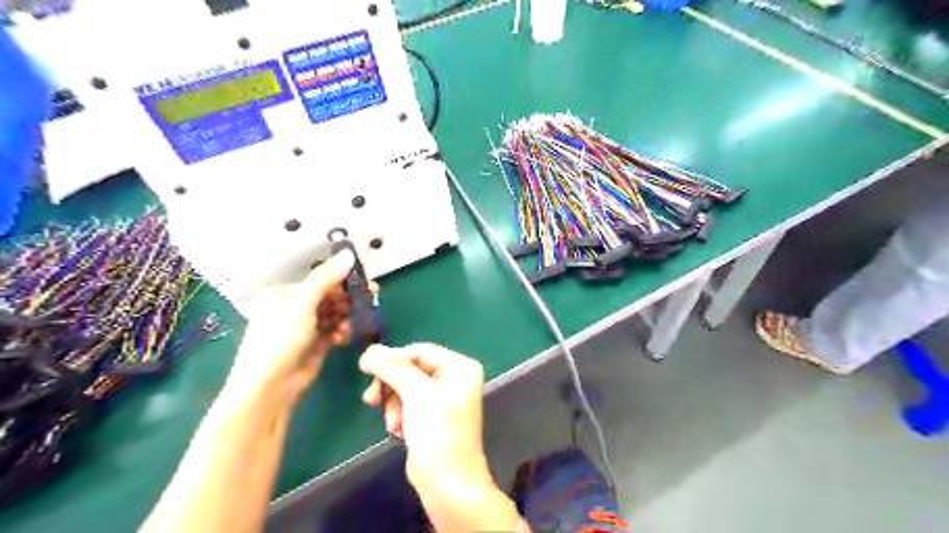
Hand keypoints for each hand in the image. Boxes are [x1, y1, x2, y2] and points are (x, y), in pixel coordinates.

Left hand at [225, 252, 354, 405]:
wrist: (270, 390)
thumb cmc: (279, 342)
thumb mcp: (301, 306)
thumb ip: (325, 280)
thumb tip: (348, 253)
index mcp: (286, 295)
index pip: (321, 280)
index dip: (343, 280)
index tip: (365, 282)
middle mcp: (296, 308)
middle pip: (331, 296)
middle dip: (349, 299)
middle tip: (371, 299)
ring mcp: (307, 327)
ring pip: (336, 313)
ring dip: (347, 316)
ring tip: (351, 325)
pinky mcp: (317, 344)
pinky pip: (336, 330)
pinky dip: (342, 331)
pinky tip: (343, 337)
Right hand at [360, 341, 484, 477]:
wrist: (447, 481)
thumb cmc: (438, 430)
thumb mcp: (416, 392)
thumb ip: (392, 367)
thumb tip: (370, 351)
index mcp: (459, 367)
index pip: (419, 351)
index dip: (393, 359)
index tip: (366, 370)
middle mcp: (454, 379)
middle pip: (411, 369)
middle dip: (392, 386)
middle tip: (371, 399)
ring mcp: (443, 399)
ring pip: (405, 388)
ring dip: (393, 404)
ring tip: (393, 423)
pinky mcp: (432, 418)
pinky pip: (408, 405)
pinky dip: (399, 416)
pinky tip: (399, 431)